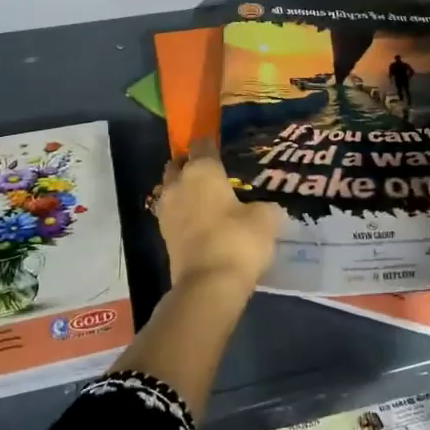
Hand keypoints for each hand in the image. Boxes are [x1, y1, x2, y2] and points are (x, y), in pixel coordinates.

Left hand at [155, 146, 284, 290]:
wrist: (208, 285)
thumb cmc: (238, 240)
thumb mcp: (266, 219)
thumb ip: (264, 206)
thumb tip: (263, 207)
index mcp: (202, 170)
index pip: (202, 144)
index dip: (212, 144)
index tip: (223, 149)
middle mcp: (178, 183)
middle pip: (178, 164)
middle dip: (191, 164)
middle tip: (212, 173)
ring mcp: (166, 210)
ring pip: (171, 188)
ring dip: (183, 189)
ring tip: (206, 198)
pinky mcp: (163, 234)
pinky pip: (173, 212)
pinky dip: (183, 212)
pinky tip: (201, 220)